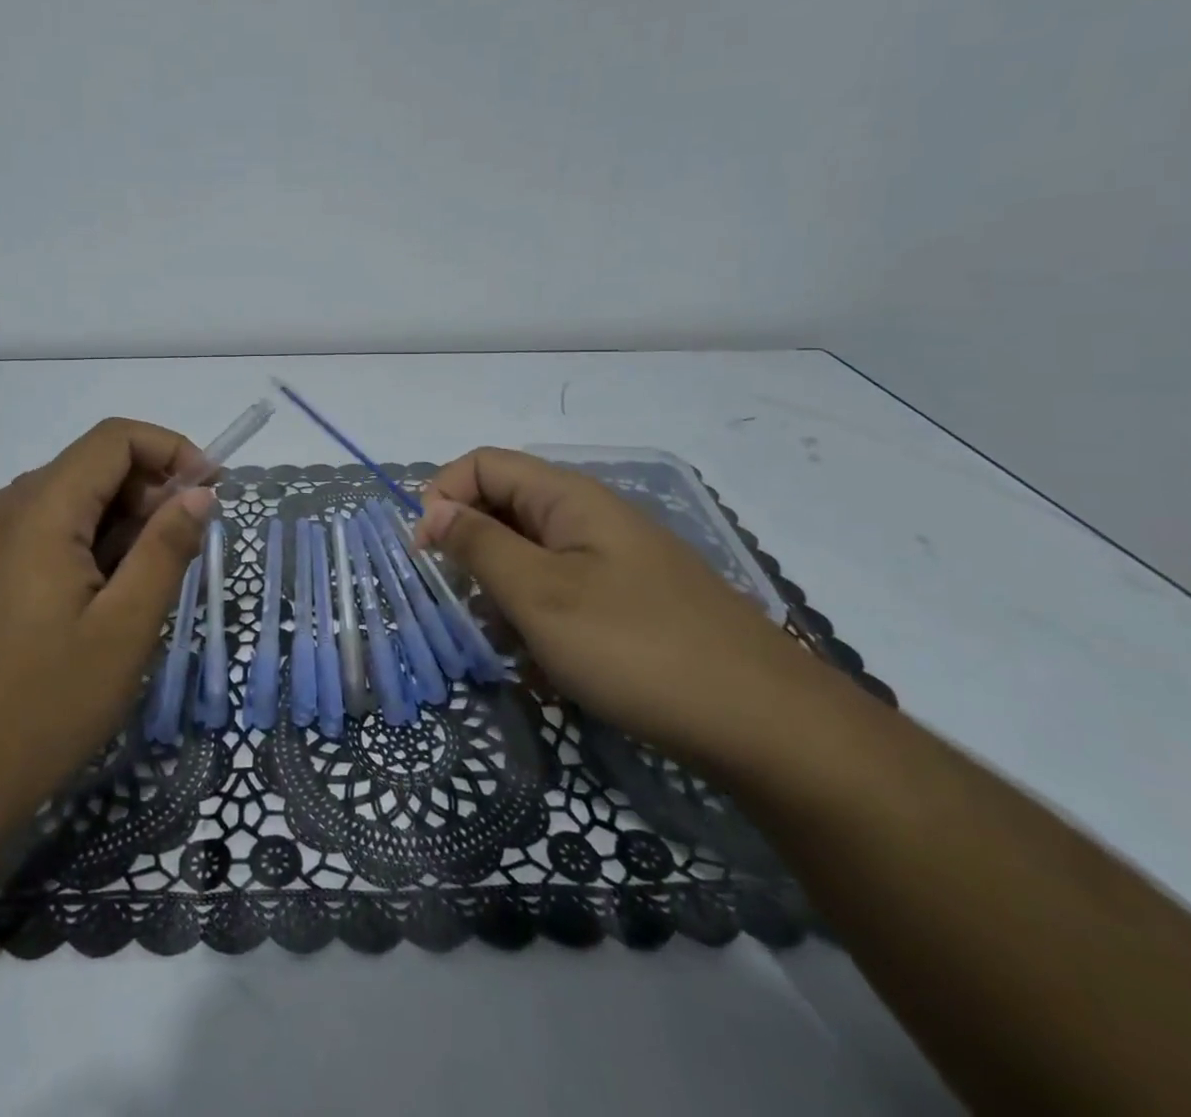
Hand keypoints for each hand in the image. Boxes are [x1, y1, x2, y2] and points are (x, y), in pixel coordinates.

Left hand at [0, 419, 213, 826]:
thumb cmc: (43, 706)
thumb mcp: (125, 627)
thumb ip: (166, 548)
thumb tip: (200, 492)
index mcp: (39, 509)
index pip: (116, 438)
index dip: (172, 450)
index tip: (213, 494)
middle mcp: (8, 507)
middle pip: (96, 466)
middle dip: (152, 494)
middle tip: (187, 553)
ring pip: (77, 501)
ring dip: (126, 526)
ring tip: (148, 590)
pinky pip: (52, 532)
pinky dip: (95, 547)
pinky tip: (108, 603)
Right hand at [417, 448, 818, 761]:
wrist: (764, 725)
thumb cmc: (636, 648)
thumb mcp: (540, 595)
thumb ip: (479, 545)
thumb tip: (432, 508)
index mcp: (568, 497)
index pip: (482, 465)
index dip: (442, 497)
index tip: (425, 556)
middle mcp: (590, 517)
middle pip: (505, 509)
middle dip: (472, 553)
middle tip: (467, 609)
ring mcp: (613, 560)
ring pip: (530, 556)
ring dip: (504, 594)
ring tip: (511, 647)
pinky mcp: (629, 601)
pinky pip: (562, 592)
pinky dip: (539, 620)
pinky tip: (546, 666)